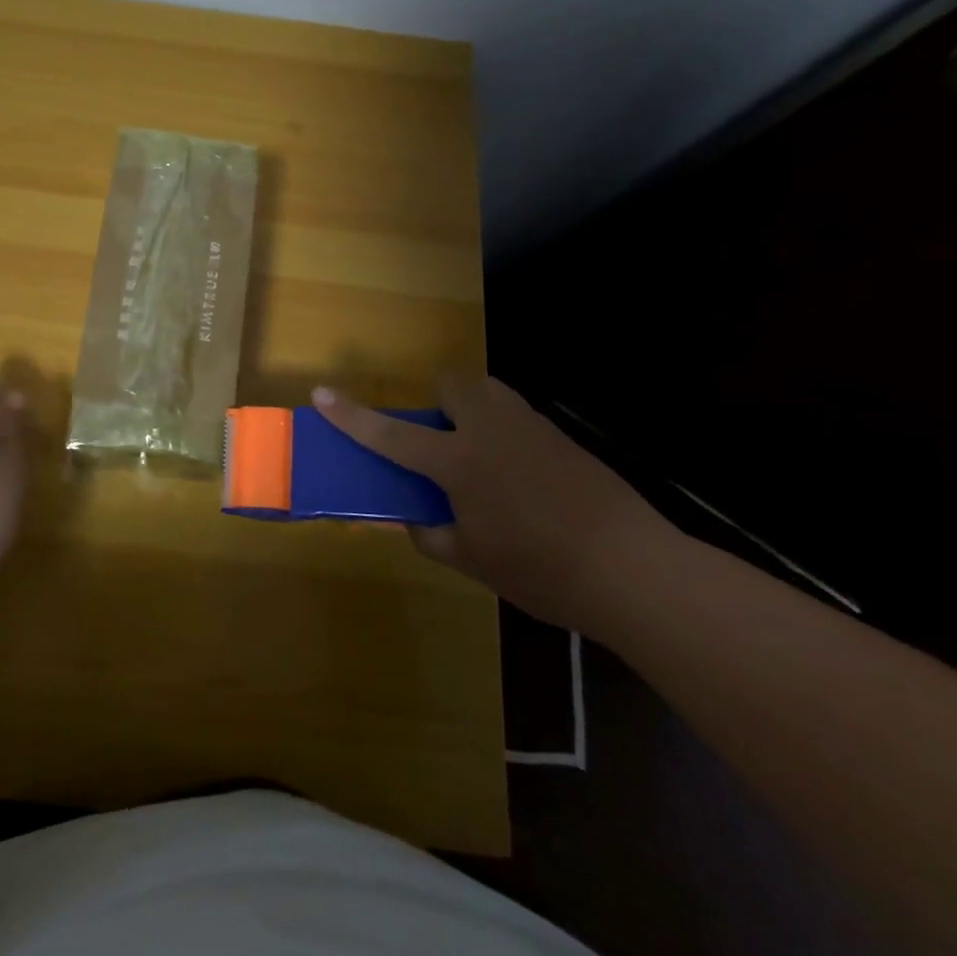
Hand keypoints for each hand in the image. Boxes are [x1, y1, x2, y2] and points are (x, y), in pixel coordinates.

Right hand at [313, 375, 671, 631]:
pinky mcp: (563, 439)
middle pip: (454, 384)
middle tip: (442, 444)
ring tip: (480, 457)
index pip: (391, 435)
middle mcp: (490, 431)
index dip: (352, 416)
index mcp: (459, 463)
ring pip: (490, 392)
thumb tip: (415, 520)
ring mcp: (531, 429)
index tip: (321, 393)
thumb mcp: (474, 563)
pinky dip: (504, 433)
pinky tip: (521, 479)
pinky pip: (518, 417)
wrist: (635, 570)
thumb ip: (433, 535)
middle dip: (439, 402)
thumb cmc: (543, 571)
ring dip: (472, 410)